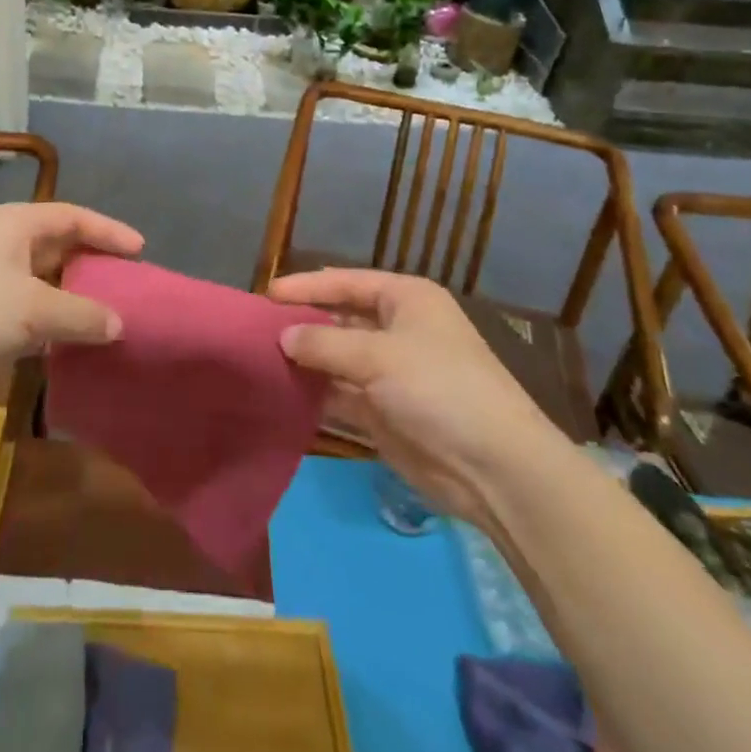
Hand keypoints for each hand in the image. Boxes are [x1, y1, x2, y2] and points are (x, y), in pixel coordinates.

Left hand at [0, 202, 140, 422]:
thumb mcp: (34, 309)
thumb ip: (83, 314)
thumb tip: (119, 324)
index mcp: (15, 225)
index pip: (72, 217)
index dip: (108, 230)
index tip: (141, 249)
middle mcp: (5, 247)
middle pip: (60, 247)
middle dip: (95, 264)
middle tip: (131, 284)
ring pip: (47, 285)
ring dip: (77, 300)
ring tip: (116, 316)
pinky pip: (32, 316)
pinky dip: (57, 327)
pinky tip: (79, 344)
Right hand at [272, 268, 565, 520]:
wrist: (494, 468)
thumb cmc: (438, 389)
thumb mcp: (378, 356)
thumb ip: (324, 344)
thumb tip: (283, 337)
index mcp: (406, 300)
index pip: (346, 283)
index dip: (307, 286)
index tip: (266, 294)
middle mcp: (398, 330)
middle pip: (340, 319)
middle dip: (303, 323)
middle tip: (257, 328)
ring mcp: (391, 373)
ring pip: (338, 358)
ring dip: (306, 360)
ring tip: (260, 358)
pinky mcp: (385, 412)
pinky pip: (341, 394)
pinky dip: (316, 393)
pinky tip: (282, 392)